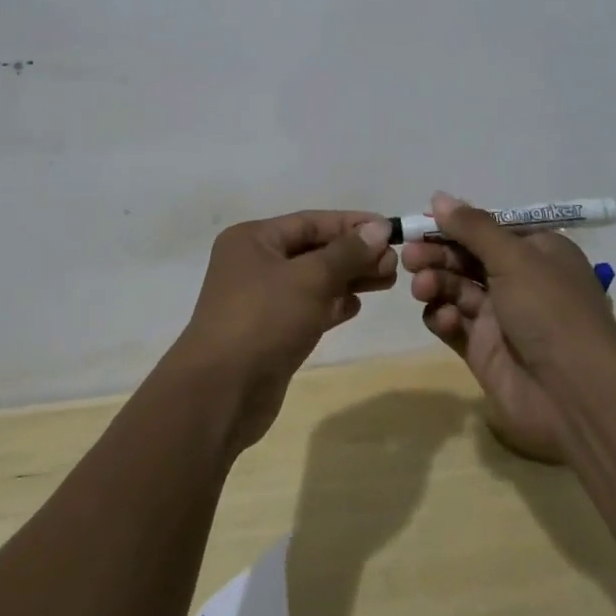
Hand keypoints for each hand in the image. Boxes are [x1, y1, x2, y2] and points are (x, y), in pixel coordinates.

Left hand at [172, 210, 397, 452]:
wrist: (221, 394)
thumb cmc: (263, 320)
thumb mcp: (309, 279)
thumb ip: (346, 253)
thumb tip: (379, 228)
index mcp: (253, 239)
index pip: (311, 222)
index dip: (352, 224)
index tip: (390, 229)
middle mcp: (254, 263)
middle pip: (313, 250)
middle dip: (354, 254)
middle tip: (395, 263)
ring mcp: (260, 300)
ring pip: (313, 280)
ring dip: (348, 279)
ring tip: (388, 280)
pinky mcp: (270, 332)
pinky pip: (307, 308)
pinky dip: (332, 304)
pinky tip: (357, 305)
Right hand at [403, 192, 615, 462]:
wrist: (576, 396)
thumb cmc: (550, 310)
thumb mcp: (514, 257)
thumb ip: (472, 227)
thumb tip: (438, 197)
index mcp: (536, 252)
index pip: (488, 229)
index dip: (455, 224)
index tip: (422, 221)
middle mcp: (519, 280)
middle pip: (466, 257)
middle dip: (437, 253)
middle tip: (410, 255)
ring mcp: (500, 317)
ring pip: (455, 289)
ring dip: (435, 282)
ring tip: (422, 287)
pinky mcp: (483, 351)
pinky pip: (454, 324)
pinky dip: (443, 317)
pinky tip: (444, 319)